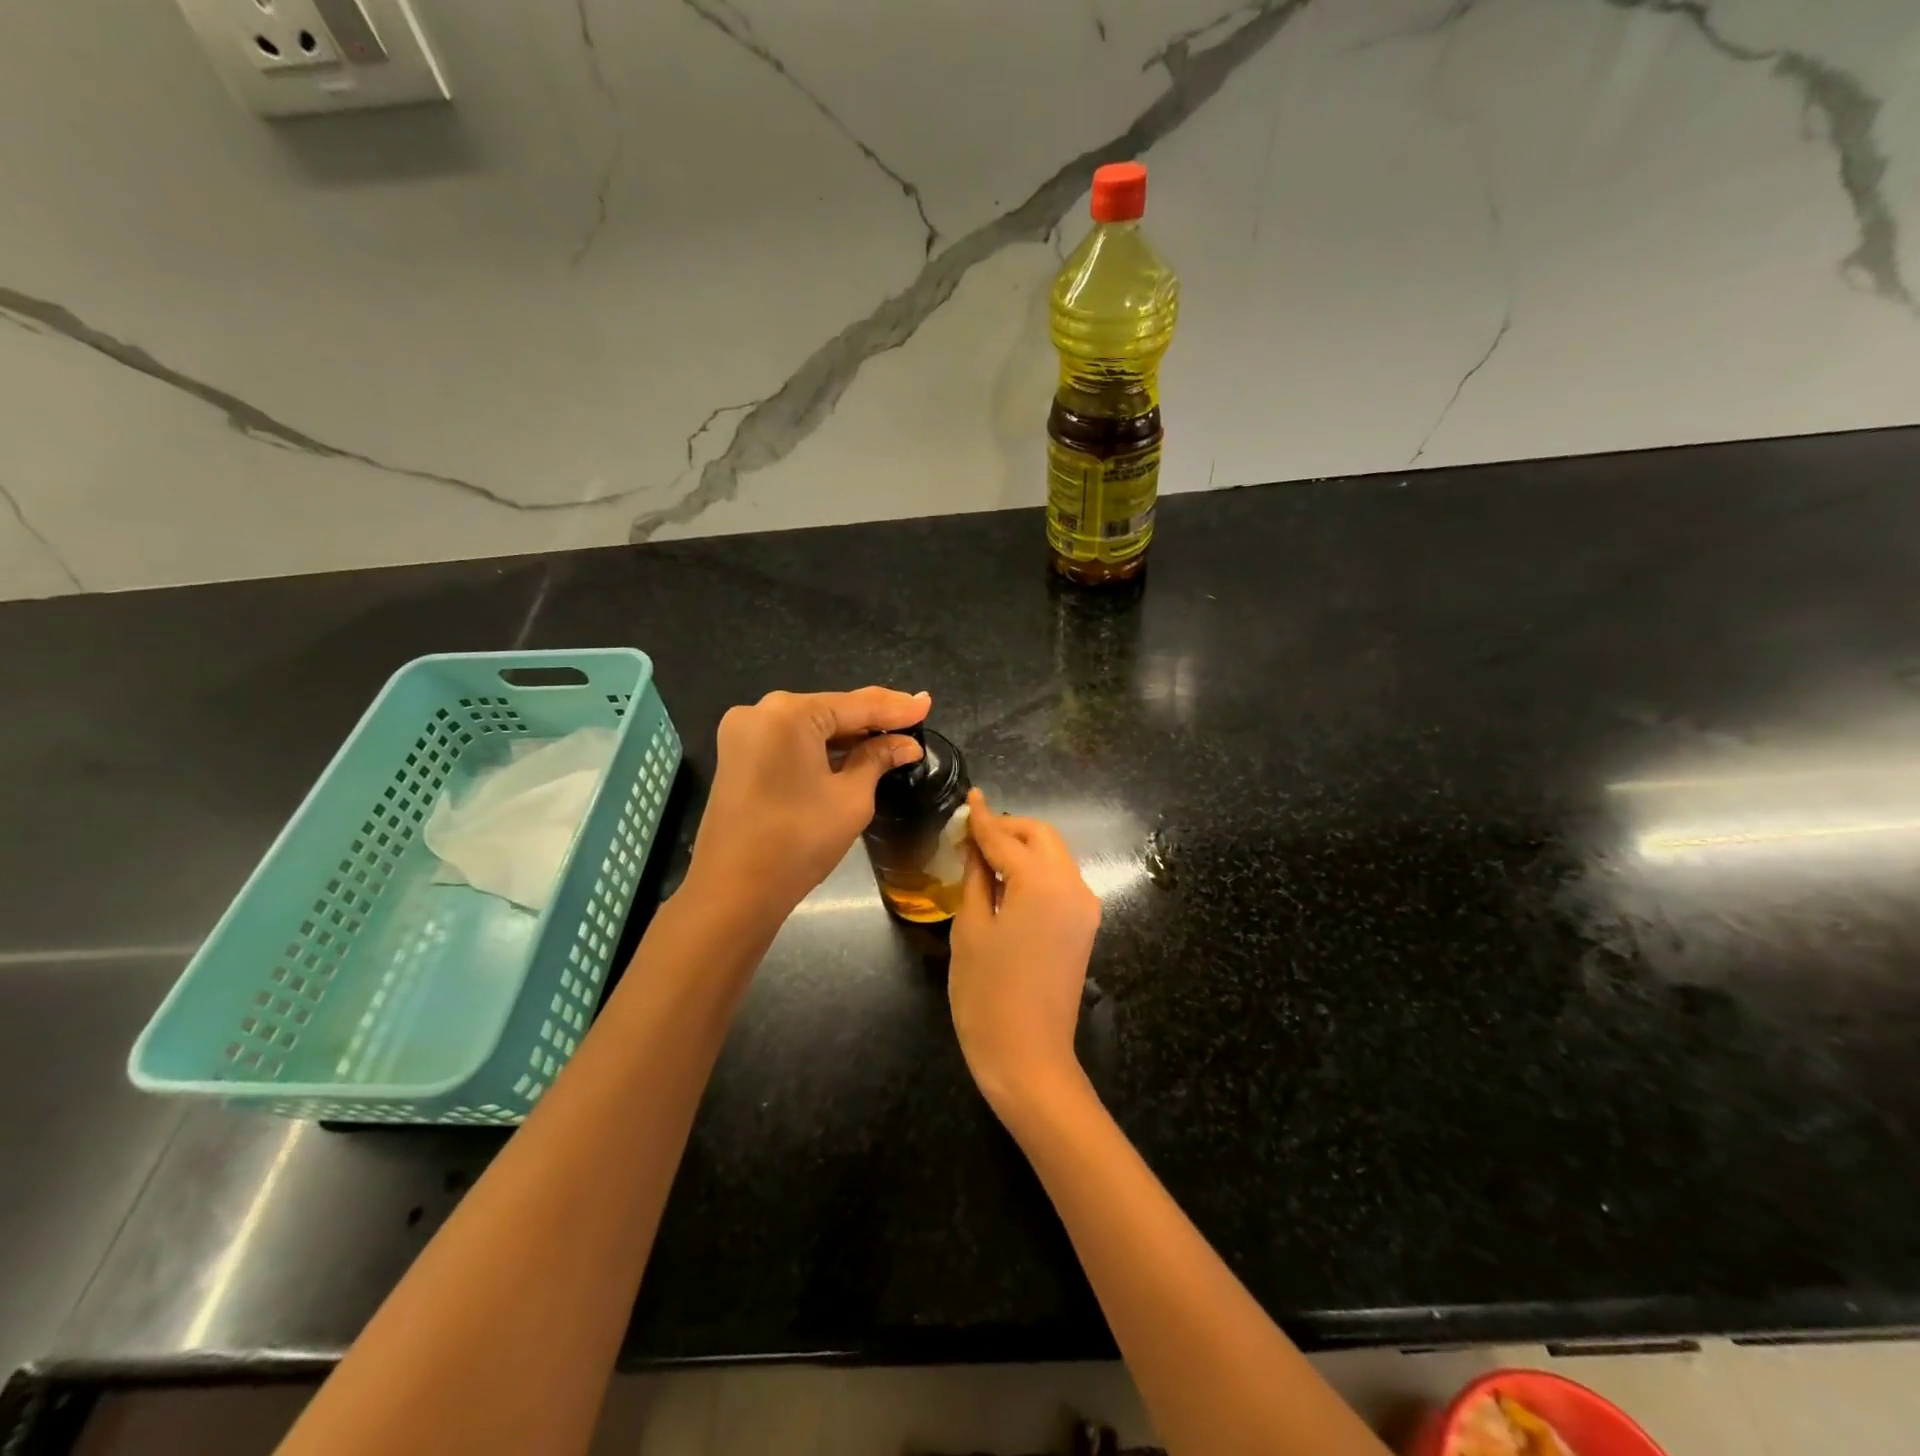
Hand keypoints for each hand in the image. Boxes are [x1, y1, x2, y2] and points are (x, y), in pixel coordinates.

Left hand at [687, 686, 929, 920]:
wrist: (733, 891)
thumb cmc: (799, 842)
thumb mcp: (851, 798)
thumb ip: (878, 760)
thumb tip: (906, 745)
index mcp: (789, 714)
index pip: (856, 704)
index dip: (896, 708)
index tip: (927, 704)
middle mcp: (761, 711)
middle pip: (830, 710)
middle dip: (872, 718)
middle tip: (913, 717)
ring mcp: (743, 733)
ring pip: (809, 725)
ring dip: (847, 734)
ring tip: (891, 736)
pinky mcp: (736, 755)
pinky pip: (789, 740)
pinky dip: (820, 747)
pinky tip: (851, 752)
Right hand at [949, 788, 1101, 1115]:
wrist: (1029, 1058)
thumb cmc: (987, 994)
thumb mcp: (970, 929)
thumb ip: (977, 878)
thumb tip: (977, 847)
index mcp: (1042, 882)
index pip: (1006, 837)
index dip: (983, 818)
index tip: (969, 798)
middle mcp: (1072, 886)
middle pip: (1042, 837)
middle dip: (1009, 828)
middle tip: (972, 834)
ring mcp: (1084, 907)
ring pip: (1055, 856)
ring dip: (1023, 848)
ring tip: (985, 857)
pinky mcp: (1084, 926)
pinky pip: (1060, 881)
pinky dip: (1035, 870)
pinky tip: (1007, 882)